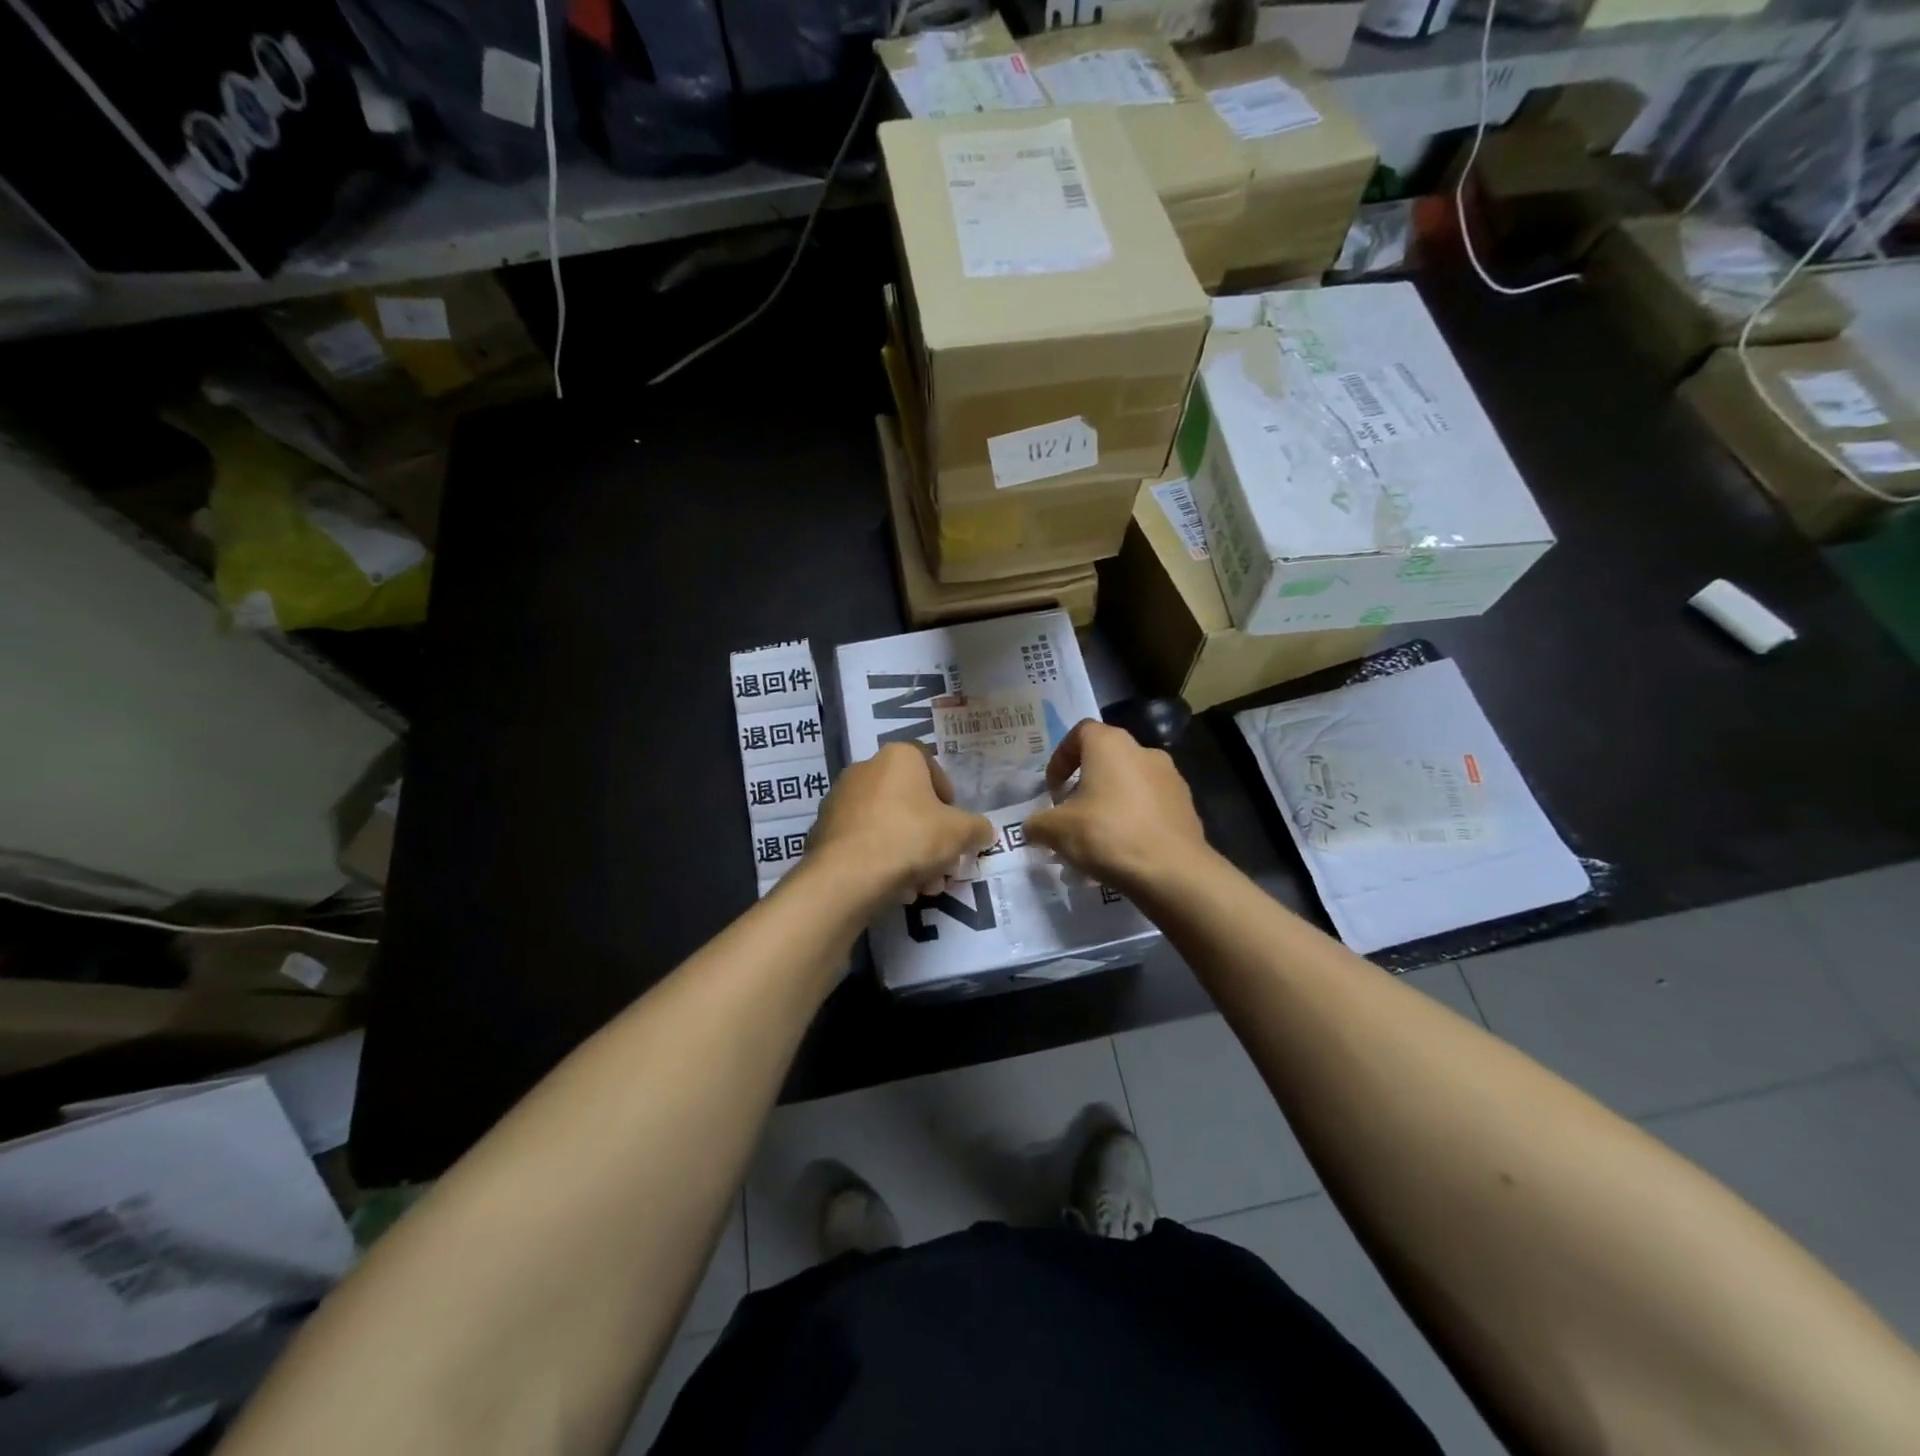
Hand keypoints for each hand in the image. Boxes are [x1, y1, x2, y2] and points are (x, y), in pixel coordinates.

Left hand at [805, 743, 994, 905]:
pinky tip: (895, 888)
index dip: (948, 798)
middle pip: (909, 802)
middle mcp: (865, 769)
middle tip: (943, 865)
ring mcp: (840, 799)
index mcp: (898, 757)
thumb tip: (984, 831)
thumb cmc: (910, 838)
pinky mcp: (824, 829)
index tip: (954, 826)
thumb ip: (977, 828)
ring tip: (922, 886)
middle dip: (930, 836)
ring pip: (887, 825)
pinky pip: (864, 841)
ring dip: (909, 854)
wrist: (848, 875)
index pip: (931, 767)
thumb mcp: (960, 833)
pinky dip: (881, 860)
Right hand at [1024, 720, 1210, 895]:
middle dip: (1085, 783)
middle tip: (1071, 813)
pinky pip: (1150, 804)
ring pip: (1130, 782)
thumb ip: (1037, 823)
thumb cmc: (1107, 835)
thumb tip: (1032, 828)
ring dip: (1110, 801)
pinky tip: (1124, 848)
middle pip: (1106, 758)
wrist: (1173, 871)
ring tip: (1097, 836)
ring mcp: (1170, 777)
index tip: (1053, 789)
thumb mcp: (1056, 830)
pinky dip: (1134, 818)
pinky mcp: (1186, 805)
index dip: (1061, 758)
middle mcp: (1143, 751)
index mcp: (1111, 745)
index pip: (1079, 733)